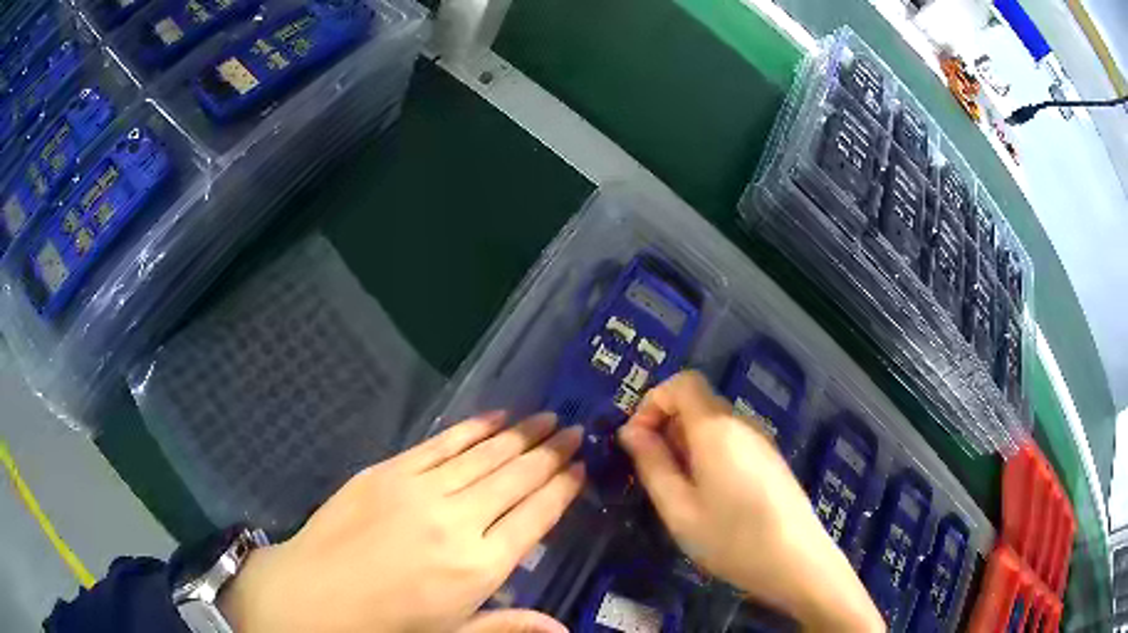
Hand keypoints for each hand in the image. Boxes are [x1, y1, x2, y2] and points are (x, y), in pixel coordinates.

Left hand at [219, 411, 584, 632]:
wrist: (314, 595)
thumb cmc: (388, 623)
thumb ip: (510, 627)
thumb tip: (564, 630)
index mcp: (479, 567)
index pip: (536, 516)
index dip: (563, 487)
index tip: (582, 465)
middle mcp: (458, 521)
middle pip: (517, 478)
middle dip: (551, 451)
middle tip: (575, 429)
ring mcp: (420, 490)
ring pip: (484, 455)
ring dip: (520, 434)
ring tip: (547, 417)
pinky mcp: (389, 470)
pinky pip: (441, 443)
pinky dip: (472, 428)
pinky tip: (495, 417)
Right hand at [617, 371, 883, 631]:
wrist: (796, 561)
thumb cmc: (731, 538)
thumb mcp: (679, 509)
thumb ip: (652, 465)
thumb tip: (630, 432)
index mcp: (716, 428)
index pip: (682, 382)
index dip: (652, 402)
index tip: (637, 442)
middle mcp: (741, 424)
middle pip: (697, 403)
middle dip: (666, 428)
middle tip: (654, 475)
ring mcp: (760, 441)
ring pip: (713, 424)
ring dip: (686, 445)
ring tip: (680, 492)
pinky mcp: (771, 459)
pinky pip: (731, 441)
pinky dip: (709, 455)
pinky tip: (710, 497)